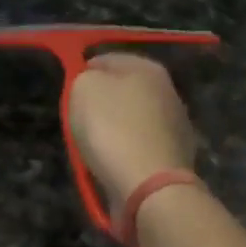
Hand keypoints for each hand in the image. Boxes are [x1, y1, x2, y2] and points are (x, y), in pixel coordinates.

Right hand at [68, 54, 198, 205]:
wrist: (149, 187)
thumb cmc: (112, 129)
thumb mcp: (82, 89)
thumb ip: (84, 77)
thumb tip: (93, 82)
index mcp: (148, 68)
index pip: (105, 59)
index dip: (83, 73)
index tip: (69, 95)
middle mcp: (168, 91)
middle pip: (122, 91)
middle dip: (101, 104)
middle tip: (80, 122)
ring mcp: (176, 126)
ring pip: (131, 120)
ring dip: (114, 131)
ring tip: (95, 149)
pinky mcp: (175, 158)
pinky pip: (139, 148)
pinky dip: (127, 154)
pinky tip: (114, 166)